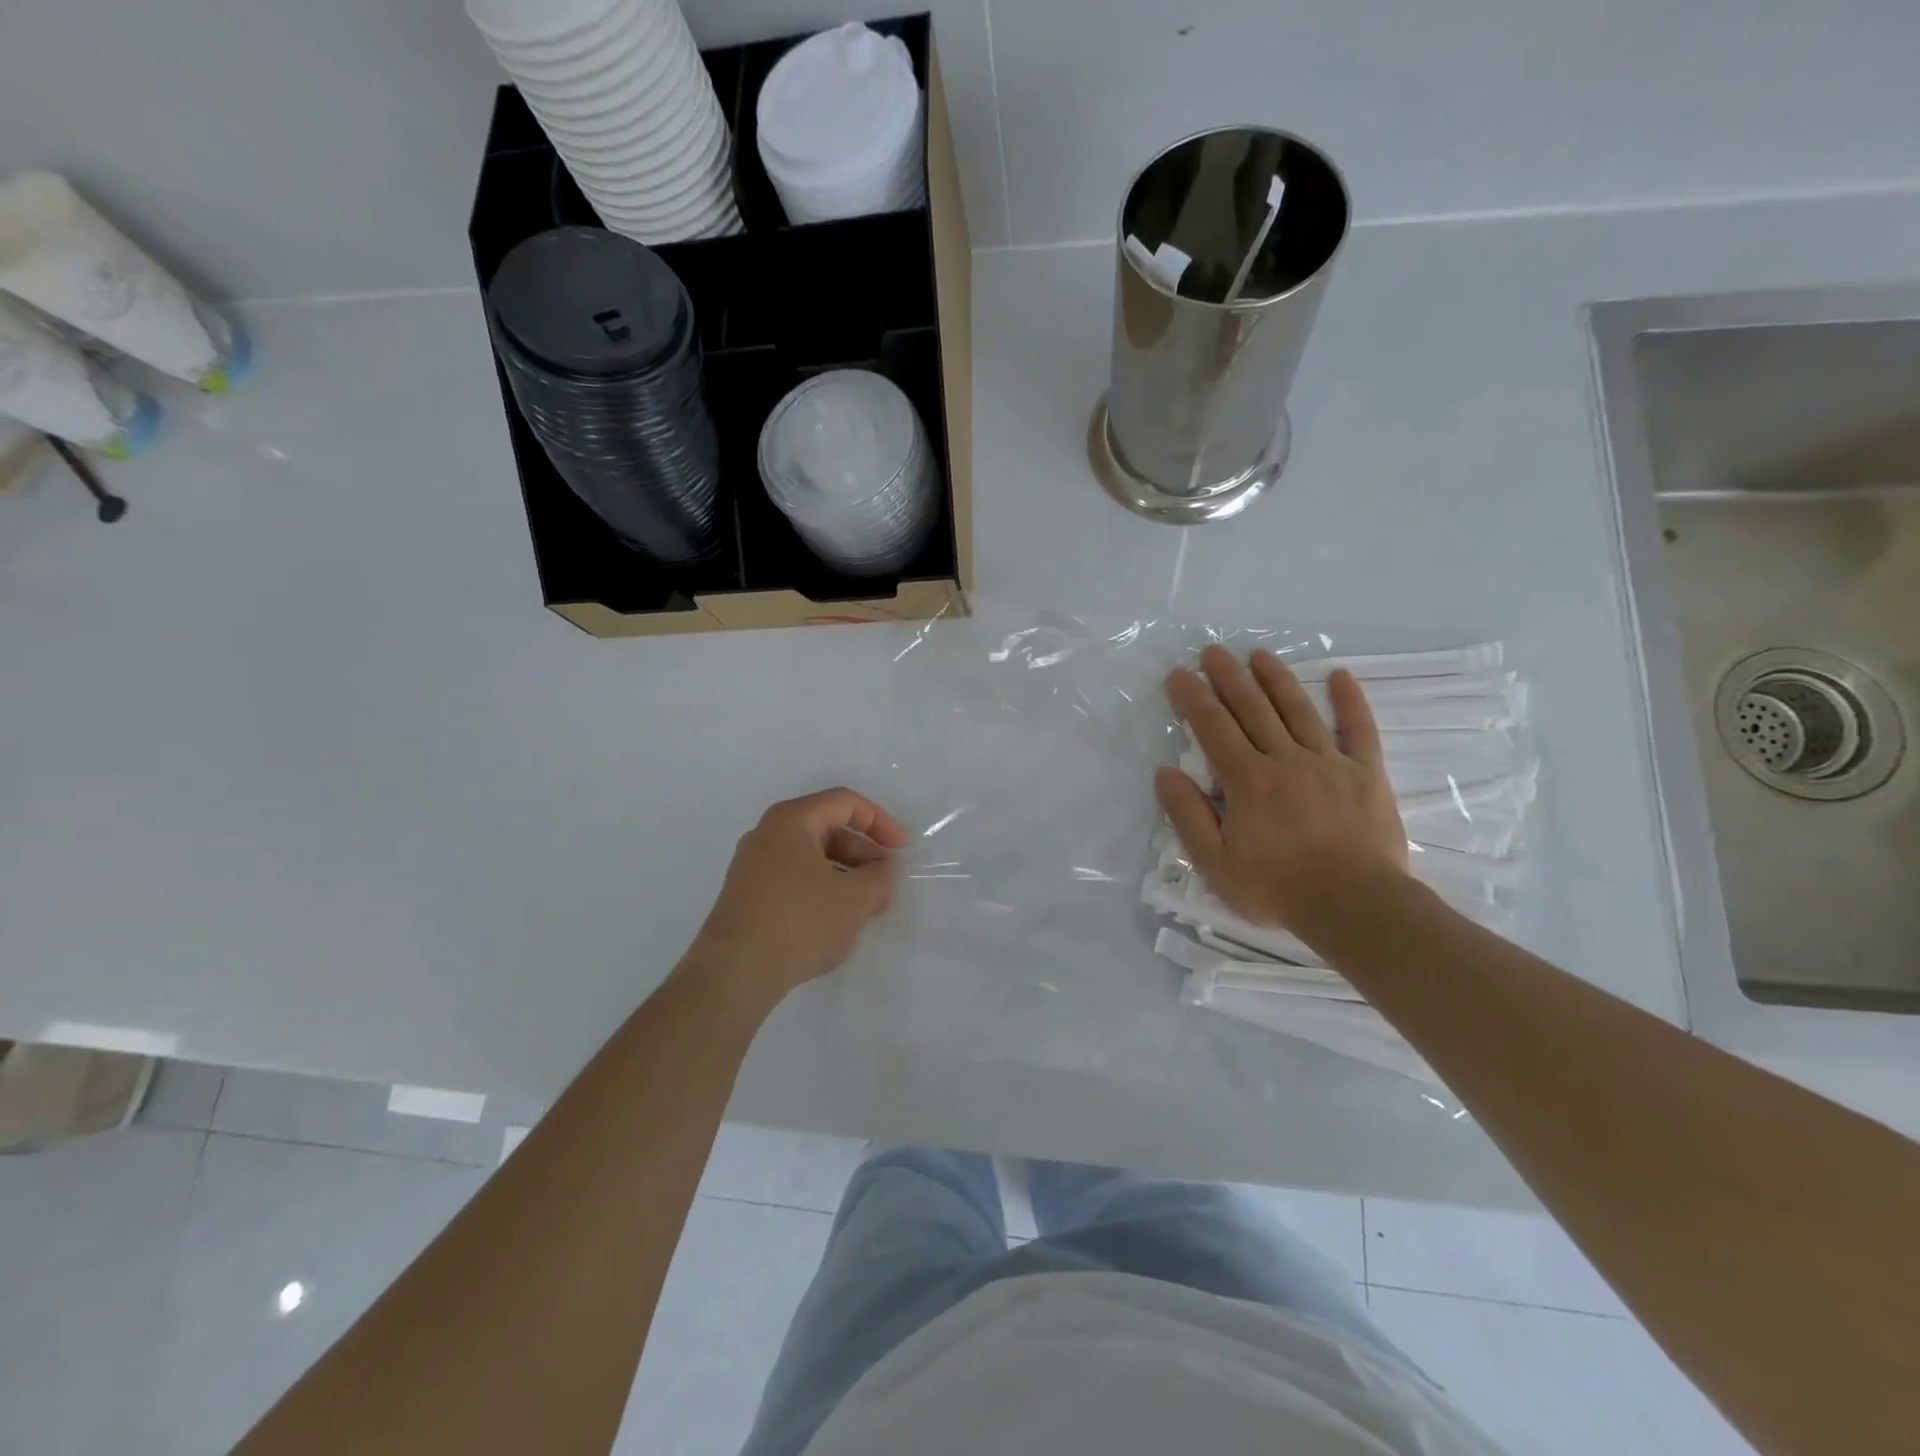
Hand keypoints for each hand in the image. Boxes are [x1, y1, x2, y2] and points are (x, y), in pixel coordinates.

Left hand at [682, 788, 907, 1011]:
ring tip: (867, 911)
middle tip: (886, 888)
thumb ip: (880, 875)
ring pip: (813, 859)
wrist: (734, 974)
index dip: (880, 822)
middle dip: (864, 856)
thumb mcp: (856, 897)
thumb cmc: (800, 921)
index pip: (845, 803)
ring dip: (846, 877)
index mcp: (791, 820)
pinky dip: (823, 892)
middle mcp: (767, 835)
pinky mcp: (748, 897)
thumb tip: (883, 868)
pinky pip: (795, 881)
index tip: (901, 850)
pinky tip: (836, 923)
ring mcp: (753, 867)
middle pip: (828, 830)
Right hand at [1155, 646, 1408, 942]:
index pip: (1213, 728)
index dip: (1193, 699)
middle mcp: (1285, 759)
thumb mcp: (1215, 863)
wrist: (1356, 906)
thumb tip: (1165, 773)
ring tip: (1259, 655)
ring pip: (1298, 710)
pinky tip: (1340, 676)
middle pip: (1252, 709)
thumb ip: (1188, 815)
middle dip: (1229, 678)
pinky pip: (1358, 730)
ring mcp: (1329, 763)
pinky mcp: (1366, 774)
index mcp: (1247, 780)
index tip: (1179, 675)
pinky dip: (1349, 702)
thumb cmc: (1277, 888)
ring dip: (1276, 679)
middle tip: (1213, 652)